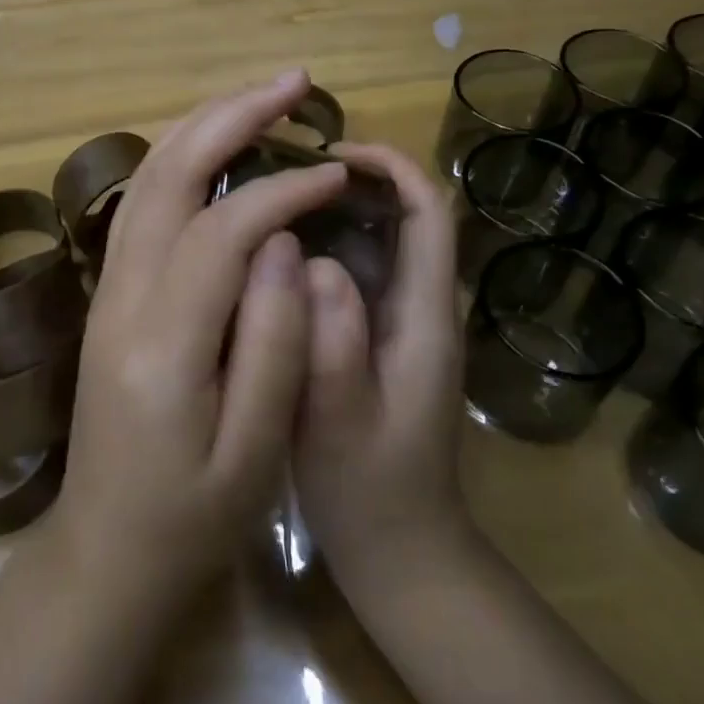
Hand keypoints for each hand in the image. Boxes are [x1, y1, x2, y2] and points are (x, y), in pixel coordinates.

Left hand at [53, 71, 348, 599]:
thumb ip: (273, 341)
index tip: (335, 173)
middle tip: (295, 81)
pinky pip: (142, 198)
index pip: (222, 228)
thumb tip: (284, 241)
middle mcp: (121, 294)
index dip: (283, 189)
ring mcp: (107, 286)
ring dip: (205, 124)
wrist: (104, 550)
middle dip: (233, 116)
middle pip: (169, 174)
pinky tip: (216, 143)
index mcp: (161, 340)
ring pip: (148, 176)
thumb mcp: (254, 453)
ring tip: (262, 95)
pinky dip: (182, 154)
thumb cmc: (191, 517)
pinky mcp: (110, 289)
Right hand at [294, 142, 471, 592]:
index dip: (392, 167)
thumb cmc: (372, 489)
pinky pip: (358, 270)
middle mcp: (420, 304)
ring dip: (338, 207)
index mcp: (424, 315)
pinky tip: (275, 253)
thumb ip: (334, 344)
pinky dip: (324, 244)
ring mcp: (400, 321)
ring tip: (273, 196)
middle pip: (406, 214)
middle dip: (358, 177)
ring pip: (379, 239)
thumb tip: (314, 261)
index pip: (430, 213)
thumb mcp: (343, 422)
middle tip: (286, 169)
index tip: (333, 152)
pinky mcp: (377, 336)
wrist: (399, 550)